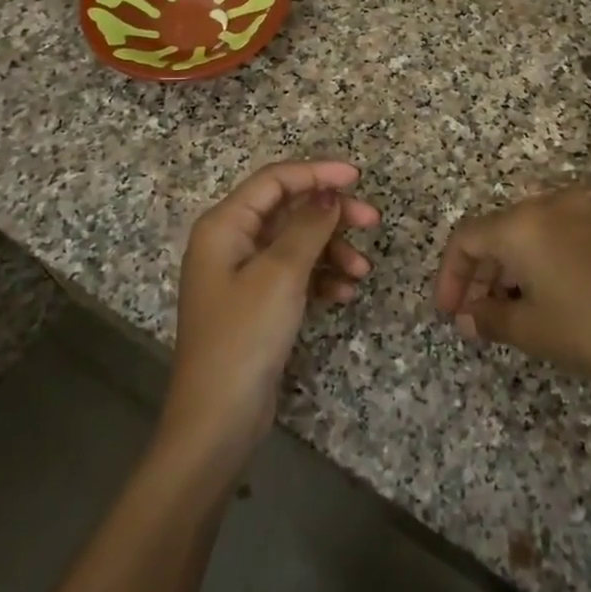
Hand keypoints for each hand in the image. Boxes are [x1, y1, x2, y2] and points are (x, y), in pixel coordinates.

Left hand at [161, 160, 379, 466]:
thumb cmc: (244, 336)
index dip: (317, 172)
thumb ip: (308, 226)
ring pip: (296, 244)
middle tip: (372, 221)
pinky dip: (321, 278)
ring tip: (362, 272)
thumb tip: (329, 192)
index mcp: (225, 225)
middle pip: (288, 210)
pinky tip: (344, 295)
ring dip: (331, 250)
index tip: (358, 177)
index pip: (274, 180)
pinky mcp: (257, 304)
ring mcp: (243, 275)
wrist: (218, 419)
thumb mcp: (280, 274)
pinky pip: (295, 275)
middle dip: (331, 215)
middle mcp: (231, 242)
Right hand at [433, 184, 590, 396]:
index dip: (449, 276)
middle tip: (471, 316)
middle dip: (477, 274)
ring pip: (523, 235)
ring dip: (504, 269)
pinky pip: (551, 237)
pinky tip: (536, 298)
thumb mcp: (529, 328)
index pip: (465, 239)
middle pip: (494, 233)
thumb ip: (487, 317)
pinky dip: (534, 263)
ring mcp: (578, 213)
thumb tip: (468, 317)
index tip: (449, 313)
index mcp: (520, 224)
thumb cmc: (588, 331)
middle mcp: (546, 206)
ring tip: (500, 313)